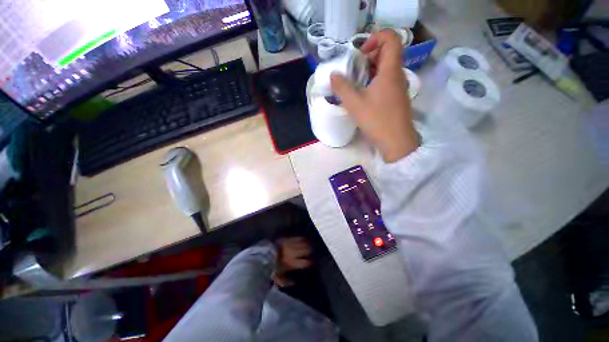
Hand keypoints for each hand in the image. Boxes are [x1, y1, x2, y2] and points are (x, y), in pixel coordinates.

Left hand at [272, 237, 311, 286]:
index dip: (310, 262)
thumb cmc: (271, 267)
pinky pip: (297, 238)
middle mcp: (294, 253)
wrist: (264, 254)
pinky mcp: (287, 239)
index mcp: (292, 263)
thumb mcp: (277, 277)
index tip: (312, 262)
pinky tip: (304, 239)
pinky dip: (301, 238)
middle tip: (313, 251)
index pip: (305, 262)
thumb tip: (293, 282)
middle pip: (306, 251)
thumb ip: (285, 281)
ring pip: (303, 243)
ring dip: (307, 244)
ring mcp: (291, 245)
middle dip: (310, 251)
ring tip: (310, 244)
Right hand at [331, 30, 419, 162]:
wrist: (396, 142)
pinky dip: (375, 82)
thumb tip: (333, 75)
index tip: (360, 53)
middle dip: (369, 57)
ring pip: (386, 69)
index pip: (391, 38)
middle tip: (354, 70)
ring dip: (370, 71)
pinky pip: (387, 82)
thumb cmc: (376, 120)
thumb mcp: (354, 104)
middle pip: (387, 53)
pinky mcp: (397, 98)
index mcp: (390, 70)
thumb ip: (342, 87)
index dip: (375, 38)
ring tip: (356, 84)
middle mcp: (398, 75)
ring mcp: (399, 88)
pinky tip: (364, 96)